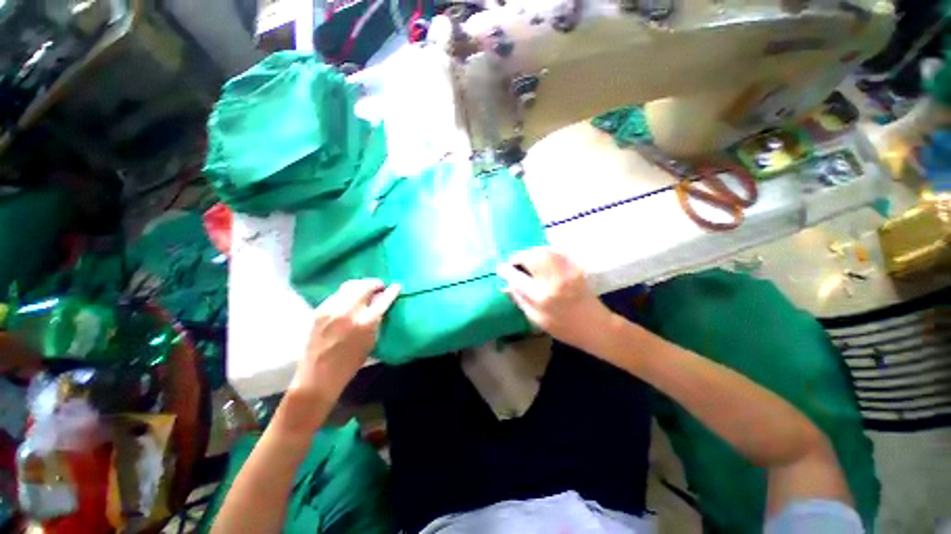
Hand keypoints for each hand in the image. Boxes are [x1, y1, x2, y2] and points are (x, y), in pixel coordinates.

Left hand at [290, 279, 400, 402]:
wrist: (318, 375)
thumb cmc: (351, 363)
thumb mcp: (372, 341)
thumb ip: (378, 319)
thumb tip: (381, 302)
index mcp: (365, 322)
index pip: (383, 299)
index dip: (392, 291)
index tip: (396, 286)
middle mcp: (348, 311)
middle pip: (365, 286)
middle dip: (375, 283)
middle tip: (380, 287)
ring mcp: (331, 309)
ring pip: (349, 285)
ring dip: (361, 285)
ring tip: (366, 289)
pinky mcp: (320, 310)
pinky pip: (338, 294)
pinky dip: (348, 292)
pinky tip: (350, 298)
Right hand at [497, 247, 616, 353]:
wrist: (595, 326)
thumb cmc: (563, 328)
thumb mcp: (536, 319)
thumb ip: (520, 299)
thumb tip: (506, 285)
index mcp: (540, 296)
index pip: (516, 277)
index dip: (505, 270)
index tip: (499, 268)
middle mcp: (552, 279)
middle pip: (529, 257)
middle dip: (517, 257)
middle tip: (514, 263)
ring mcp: (565, 271)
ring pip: (542, 251)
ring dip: (530, 253)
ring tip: (526, 260)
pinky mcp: (575, 267)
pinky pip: (556, 252)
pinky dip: (544, 252)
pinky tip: (541, 258)